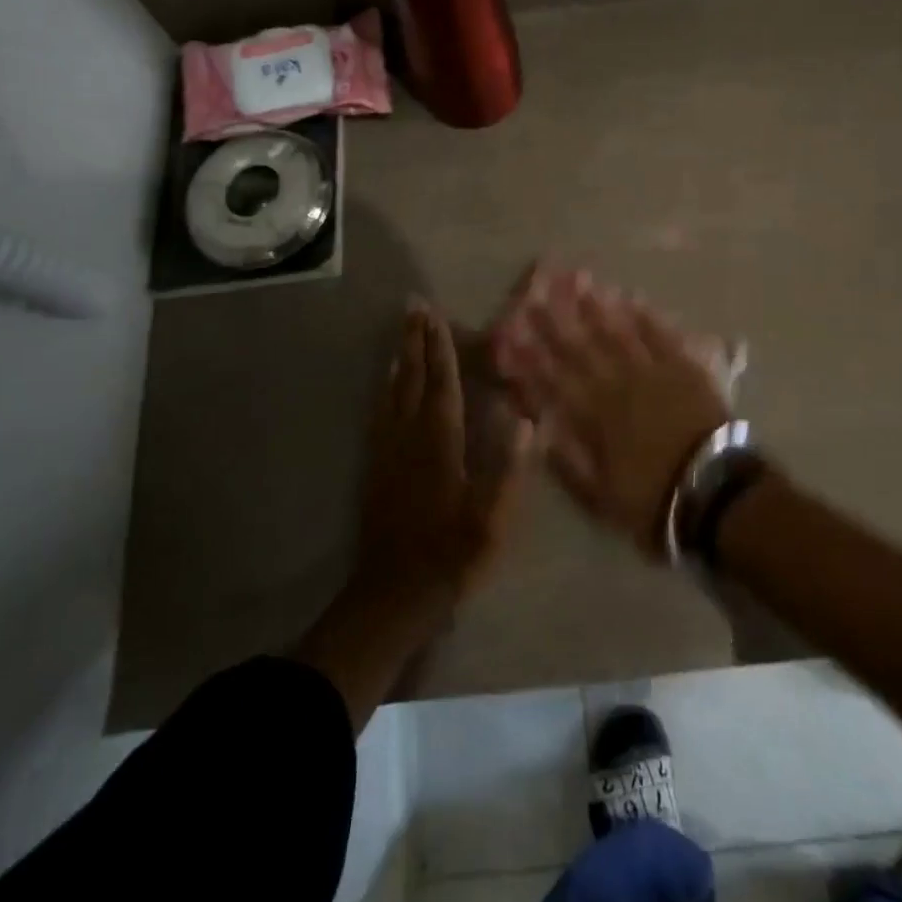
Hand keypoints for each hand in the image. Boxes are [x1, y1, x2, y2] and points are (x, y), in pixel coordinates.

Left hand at [356, 299, 532, 609]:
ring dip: (399, 358)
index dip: (440, 349)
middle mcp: (409, 437)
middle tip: (413, 307)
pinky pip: (380, 413)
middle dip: (415, 342)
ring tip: (402, 332)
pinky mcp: (376, 467)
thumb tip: (525, 420)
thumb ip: (508, 470)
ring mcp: (388, 451)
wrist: (393, 594)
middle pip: (411, 379)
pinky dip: (386, 388)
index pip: (441, 385)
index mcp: (439, 444)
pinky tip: (387, 383)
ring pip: (392, 392)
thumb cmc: (450, 555)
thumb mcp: (491, 520)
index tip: (435, 316)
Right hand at [493, 268, 730, 557]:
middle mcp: (618, 384)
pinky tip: (630, 297)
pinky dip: (644, 315)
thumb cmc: (654, 500)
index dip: (531, 354)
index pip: (554, 378)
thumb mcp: (600, 496)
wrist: (715, 491)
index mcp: (595, 416)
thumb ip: (567, 461)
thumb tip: (538, 429)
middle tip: (538, 290)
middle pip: (581, 347)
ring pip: (618, 331)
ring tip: (578, 280)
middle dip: (556, 319)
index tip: (511, 330)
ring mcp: (652, 371)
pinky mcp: (684, 367)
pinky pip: (660, 334)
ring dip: (596, 307)